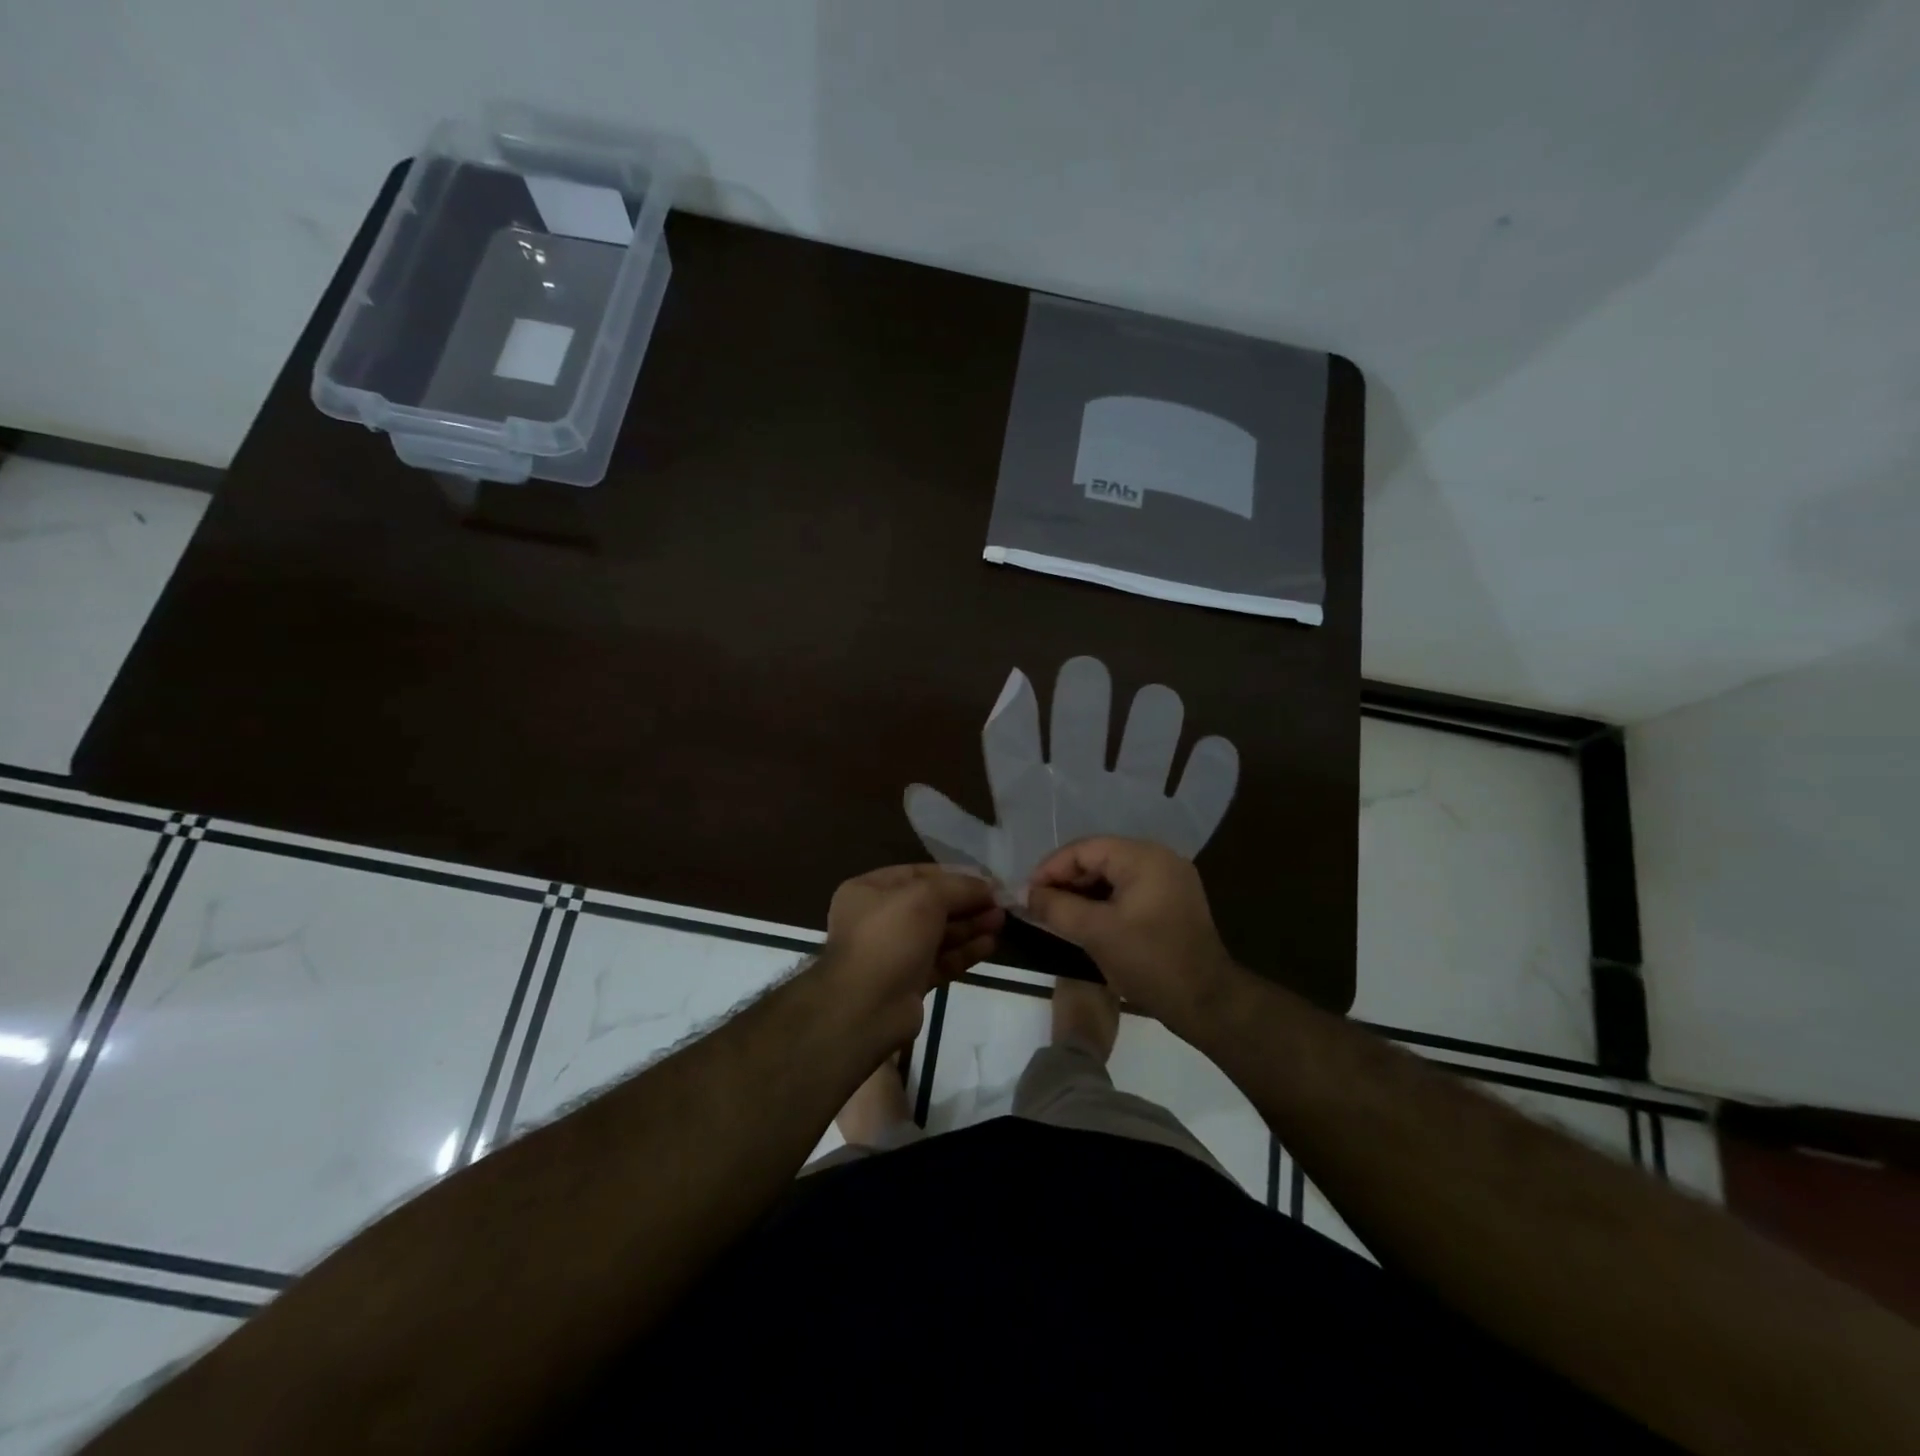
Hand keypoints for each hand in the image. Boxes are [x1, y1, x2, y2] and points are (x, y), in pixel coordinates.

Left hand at [821, 866, 1003, 1047]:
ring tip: (1001, 921)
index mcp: (869, 891)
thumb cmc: (890, 936)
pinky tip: (990, 945)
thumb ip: (960, 887)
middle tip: (1000, 903)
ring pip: (938, 934)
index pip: (918, 874)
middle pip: (931, 905)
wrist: (866, 1007)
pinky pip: (941, 960)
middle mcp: (879, 919)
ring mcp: (894, 952)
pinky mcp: (909, 982)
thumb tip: (989, 886)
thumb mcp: (926, 897)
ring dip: (970, 926)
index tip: (987, 879)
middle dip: (966, 903)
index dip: (954, 875)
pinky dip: (964, 952)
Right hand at [1025, 837, 1237, 1032]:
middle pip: (1098, 858)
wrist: (1207, 1002)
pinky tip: (1084, 921)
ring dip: (1082, 892)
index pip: (1084, 849)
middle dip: (1065, 880)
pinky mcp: (1171, 901)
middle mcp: (1159, 858)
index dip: (1050, 869)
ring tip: (1055, 914)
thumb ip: (1056, 907)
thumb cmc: (1150, 961)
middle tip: (1038, 905)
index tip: (1027, 894)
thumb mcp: (1095, 933)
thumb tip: (1024, 894)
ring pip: (1112, 876)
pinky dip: (1103, 902)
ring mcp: (1169, 879)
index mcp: (1144, 857)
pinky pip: (1127, 890)